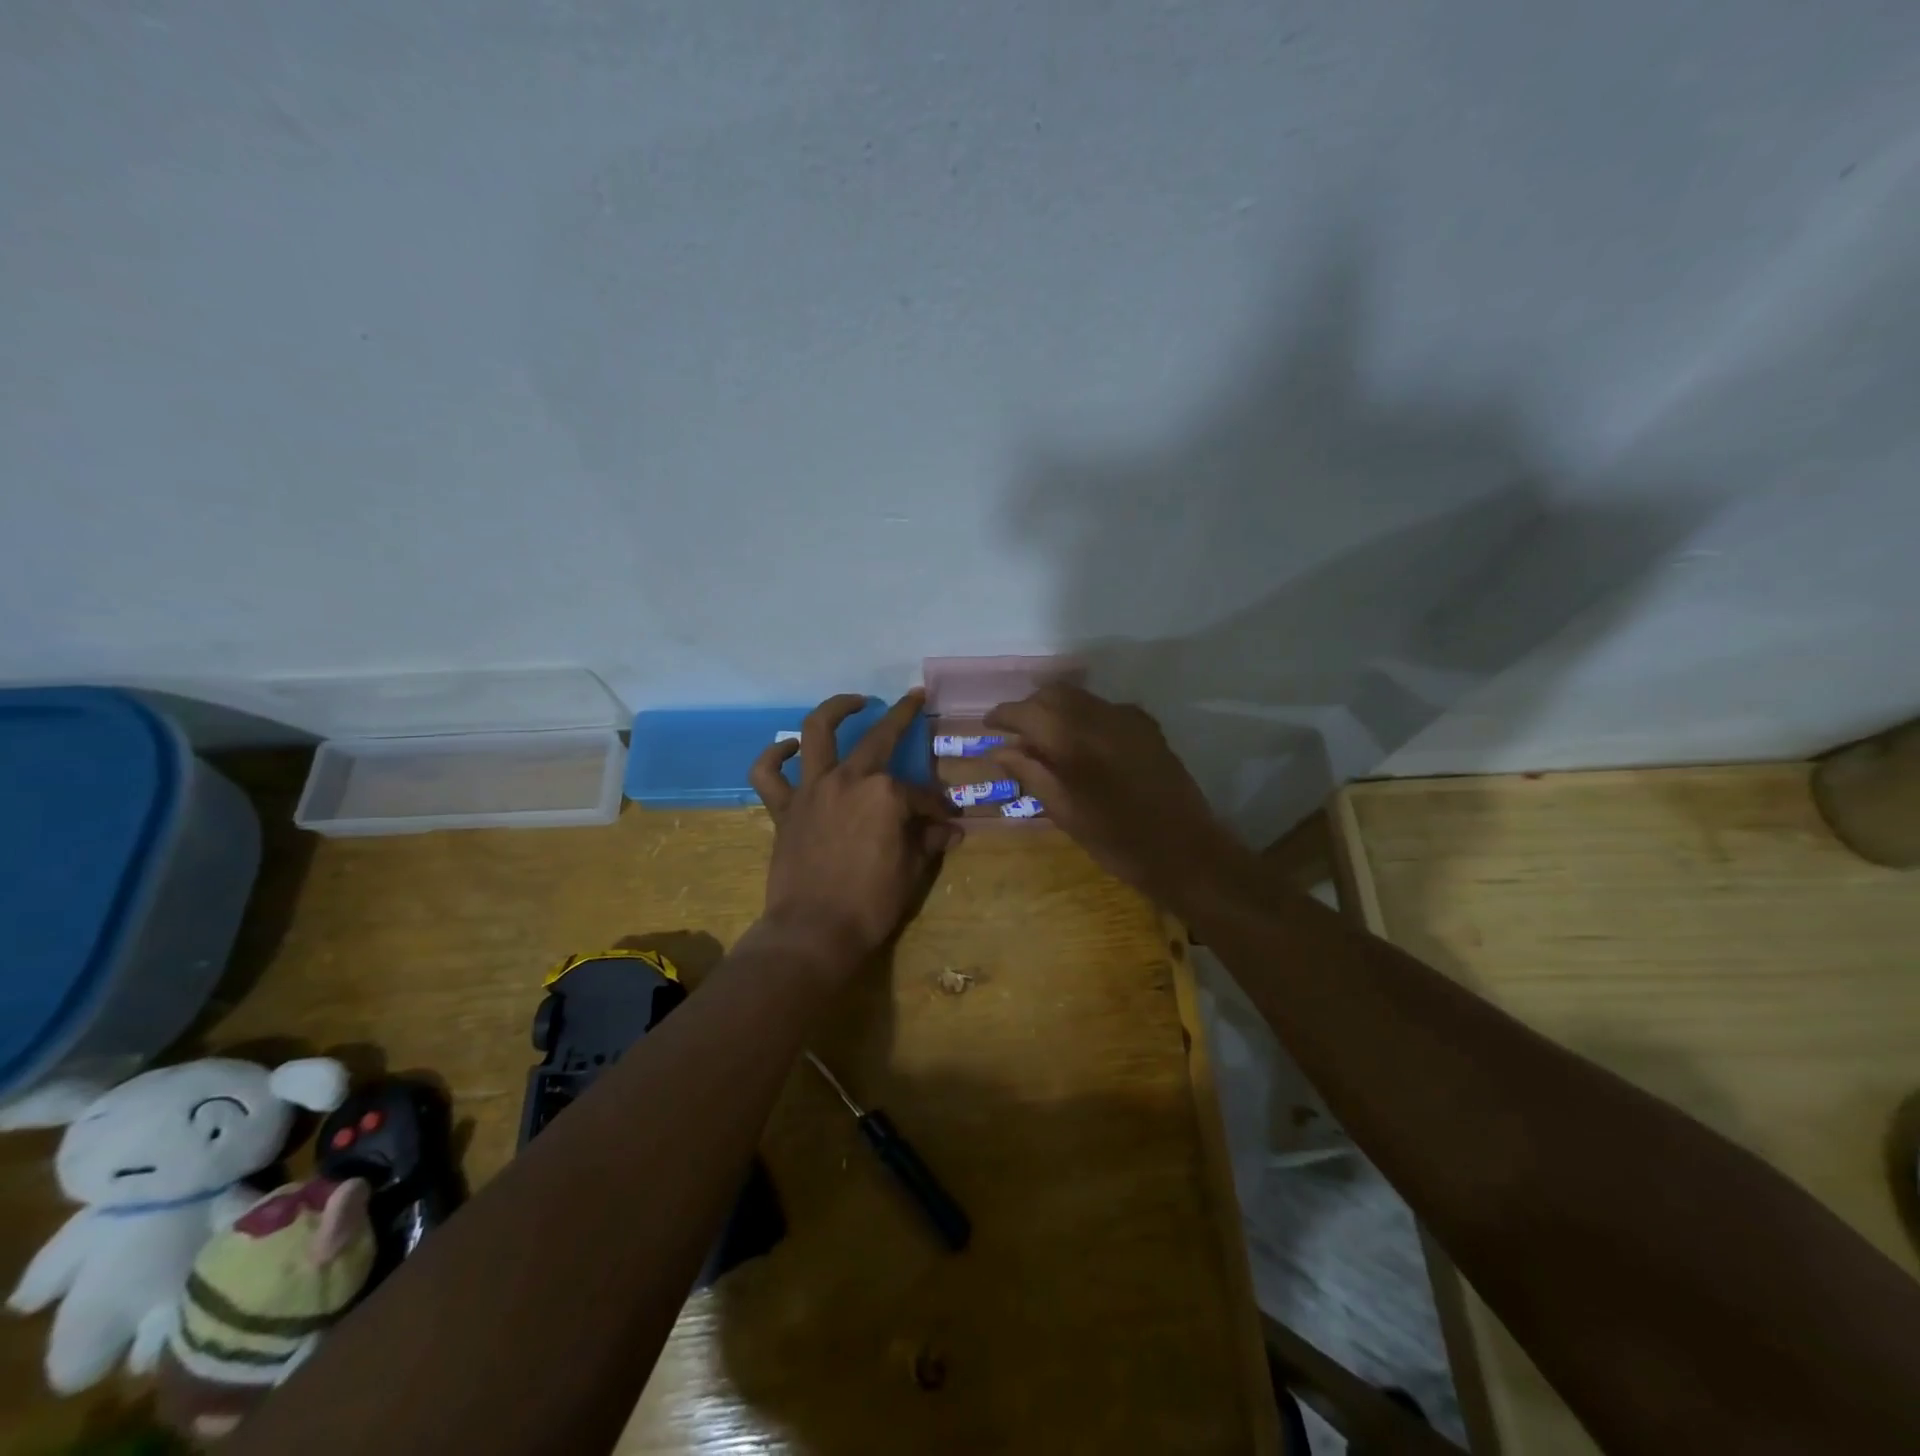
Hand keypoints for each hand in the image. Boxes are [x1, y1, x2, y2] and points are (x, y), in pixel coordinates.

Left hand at [749, 691, 958, 971]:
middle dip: (901, 715)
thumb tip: (952, 829)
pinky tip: (789, 749)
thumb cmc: (871, 903)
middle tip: (912, 700)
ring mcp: (812, 790)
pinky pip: (768, 773)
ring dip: (835, 709)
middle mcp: (849, 779)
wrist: (814, 931)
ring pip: (816, 732)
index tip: (946, 820)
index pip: (920, 795)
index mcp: (886, 794)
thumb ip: (929, 841)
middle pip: (879, 738)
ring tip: (853, 701)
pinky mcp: (784, 808)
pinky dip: (775, 756)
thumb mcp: (913, 871)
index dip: (936, 808)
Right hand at [984, 685, 1238, 901]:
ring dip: (1057, 710)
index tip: (989, 726)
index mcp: (1073, 739)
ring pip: (1079, 697)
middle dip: (1030, 708)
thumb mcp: (1064, 812)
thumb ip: (1031, 773)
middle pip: (1053, 694)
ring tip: (1046, 740)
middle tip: (1016, 735)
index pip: (1027, 711)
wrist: (1184, 850)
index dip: (1003, 715)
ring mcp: (1127, 717)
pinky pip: (1105, 708)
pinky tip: (1083, 744)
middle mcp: (1099, 716)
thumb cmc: (1116, 841)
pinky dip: (1085, 717)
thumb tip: (1002, 750)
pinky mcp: (1147, 726)